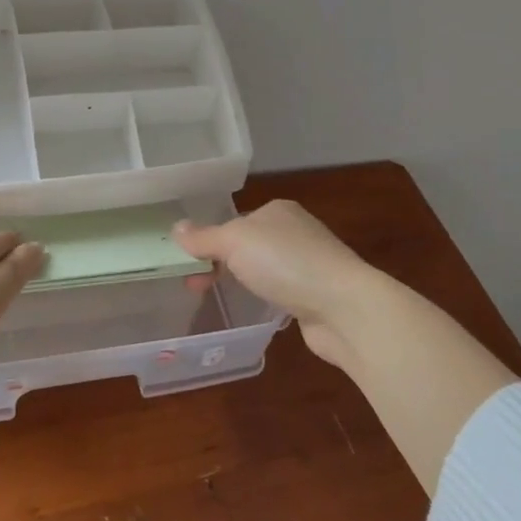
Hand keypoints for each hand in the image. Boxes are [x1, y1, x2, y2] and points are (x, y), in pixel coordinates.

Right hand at [174, 201, 381, 372]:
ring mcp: (309, 264)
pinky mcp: (316, 295)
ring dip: (242, 281)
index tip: (187, 266)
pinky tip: (259, 309)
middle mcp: (295, 232)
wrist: (344, 307)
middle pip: (246, 245)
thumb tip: (175, 228)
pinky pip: (280, 291)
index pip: (234, 221)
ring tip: (219, 299)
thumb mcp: (235, 242)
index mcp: (277, 211)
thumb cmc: (286, 263)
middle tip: (196, 286)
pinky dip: (266, 298)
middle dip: (219, 263)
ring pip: (263, 269)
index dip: (208, 241)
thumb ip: (204, 238)